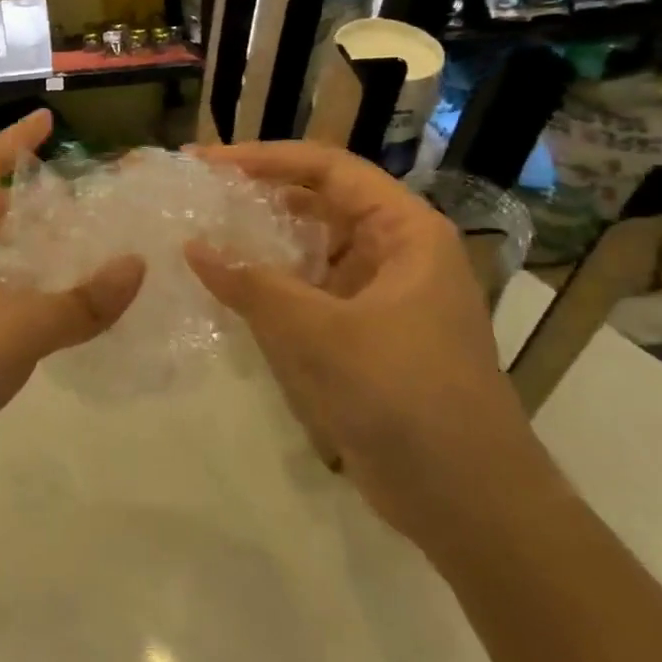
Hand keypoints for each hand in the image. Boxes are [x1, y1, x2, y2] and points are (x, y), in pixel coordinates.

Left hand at [0, 110, 144, 509]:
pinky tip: (56, 319)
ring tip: (77, 253)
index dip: (12, 141)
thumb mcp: (17, 328)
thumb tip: (137, 265)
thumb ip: (80, 302)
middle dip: (24, 199)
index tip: (46, 119)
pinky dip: (25, 301)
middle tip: (75, 199)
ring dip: (27, 253)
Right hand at [184, 142, 544, 555]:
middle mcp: (397, 252)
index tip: (207, 163)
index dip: (265, 158)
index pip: (329, 169)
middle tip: (200, 195)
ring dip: (264, 243)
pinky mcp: (366, 334)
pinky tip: (231, 291)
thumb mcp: (321, 335)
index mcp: (406, 232)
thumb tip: (193, 247)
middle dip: (261, 196)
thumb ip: (253, 286)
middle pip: (321, 203)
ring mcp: (382, 295)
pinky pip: (312, 292)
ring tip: (206, 235)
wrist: (468, 502)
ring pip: (313, 250)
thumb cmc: (404, 398)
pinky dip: (273, 287)